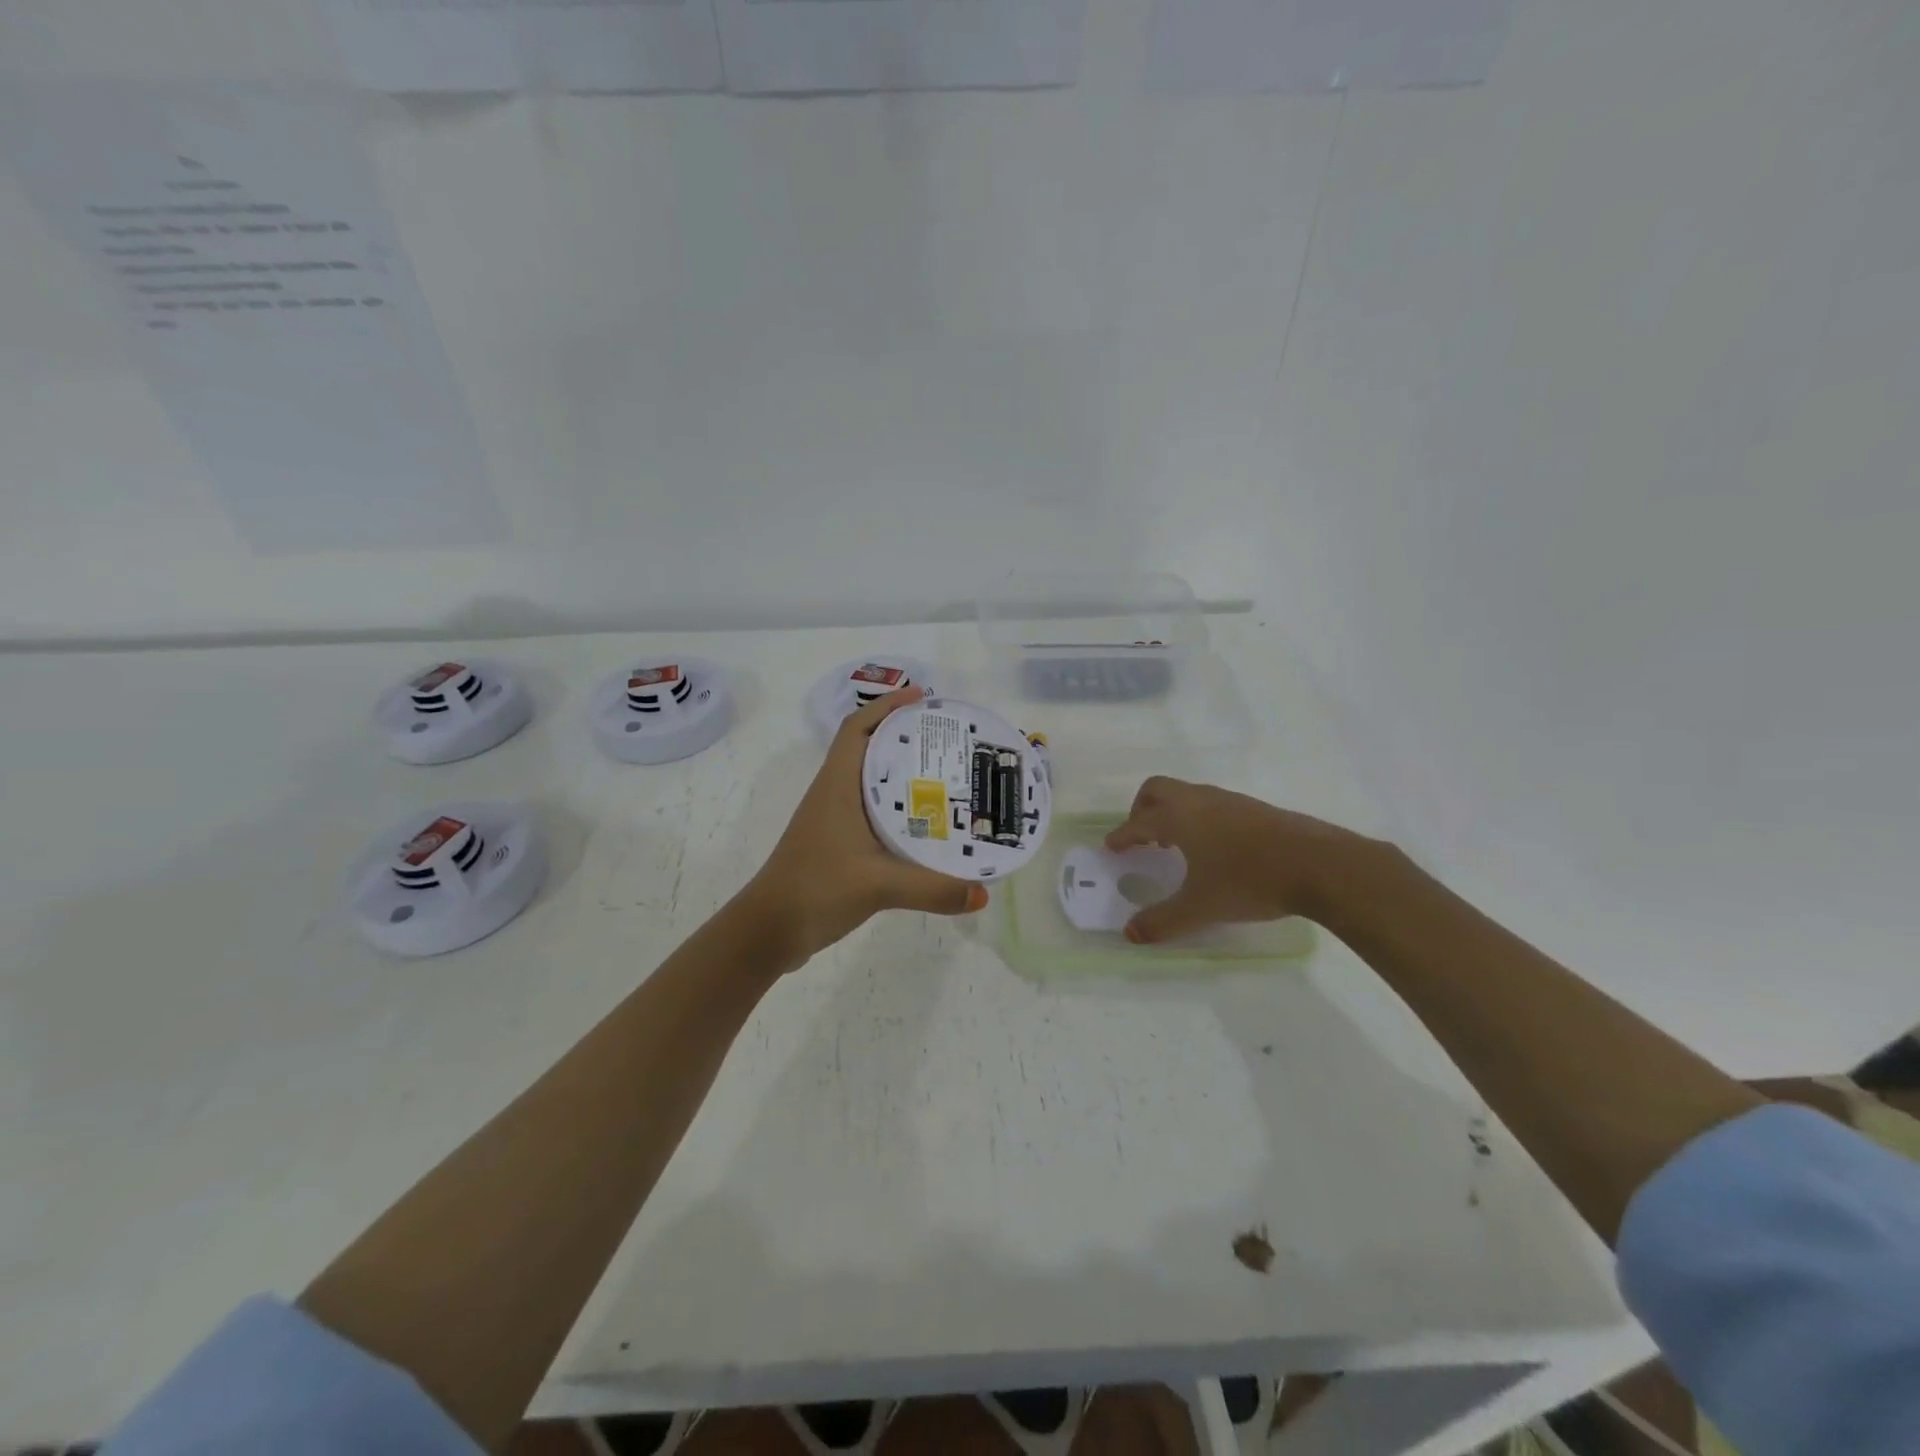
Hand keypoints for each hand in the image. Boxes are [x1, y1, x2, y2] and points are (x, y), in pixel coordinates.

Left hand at [745, 686, 987, 965]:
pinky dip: (898, 808)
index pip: (857, 728)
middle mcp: (835, 794)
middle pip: (869, 749)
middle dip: (905, 736)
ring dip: (902, 772)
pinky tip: (926, 824)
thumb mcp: (879, 885)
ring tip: (947, 775)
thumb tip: (983, 895)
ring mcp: (834, 820)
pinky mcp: (838, 844)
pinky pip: (873, 812)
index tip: (923, 697)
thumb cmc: (816, 888)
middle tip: (949, 739)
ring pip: (871, 782)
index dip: (887, 706)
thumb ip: (932, 889)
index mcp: (837, 785)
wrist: (770, 930)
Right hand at [1104, 777, 1373, 942]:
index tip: (1112, 847)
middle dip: (1141, 810)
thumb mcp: (1201, 908)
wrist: (1319, 864)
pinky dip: (1197, 818)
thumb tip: (1129, 934)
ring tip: (1174, 846)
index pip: (1138, 823)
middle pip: (1157, 790)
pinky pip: (1211, 804)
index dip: (1122, 836)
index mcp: (1178, 818)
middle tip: (1140, 838)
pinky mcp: (1254, 808)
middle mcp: (1199, 800)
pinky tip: (1213, 849)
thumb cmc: (1249, 881)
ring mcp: (1229, 800)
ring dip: (1171, 814)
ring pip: (1187, 795)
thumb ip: (1162, 921)